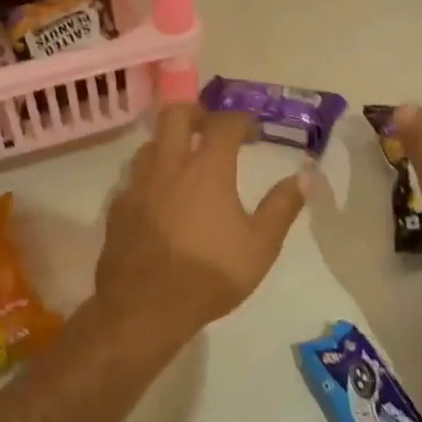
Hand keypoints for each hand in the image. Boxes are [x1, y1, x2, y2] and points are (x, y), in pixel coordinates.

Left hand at [94, 106, 309, 347]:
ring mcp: (138, 184)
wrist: (143, 308)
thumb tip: (304, 176)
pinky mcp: (118, 206)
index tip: (253, 132)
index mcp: (207, 169)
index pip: (224, 123)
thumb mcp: (260, 246)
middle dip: (197, 113)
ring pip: (151, 143)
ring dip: (170, 143)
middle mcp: (169, 165)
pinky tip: (160, 199)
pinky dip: (151, 176)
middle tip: (212, 131)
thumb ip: (282, 207)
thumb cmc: (209, 275)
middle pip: (176, 114)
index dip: (241, 120)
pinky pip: (134, 176)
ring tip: (186, 164)